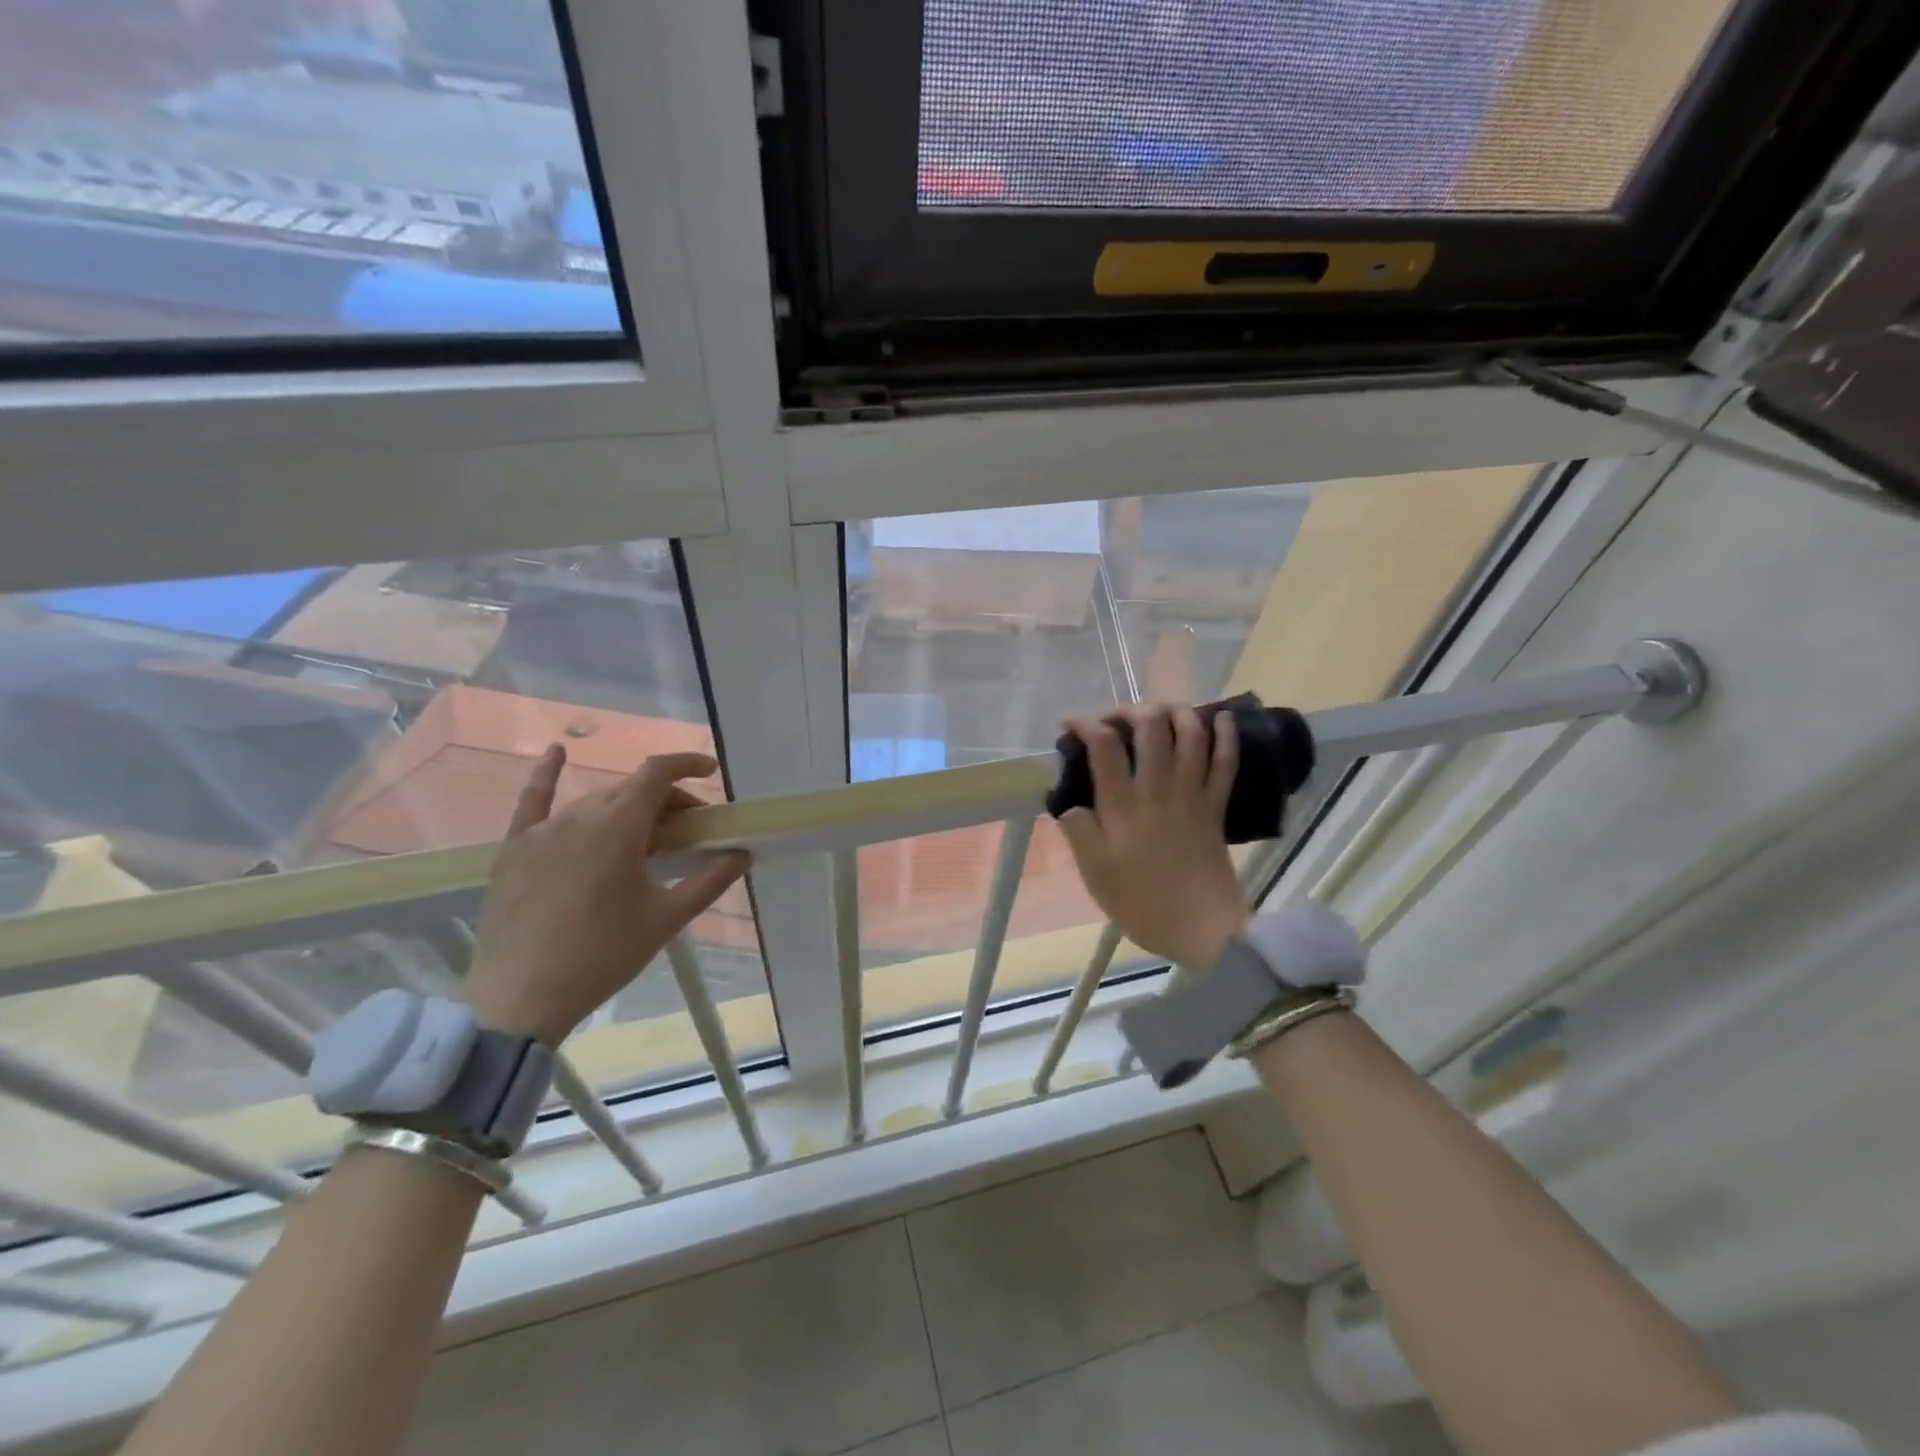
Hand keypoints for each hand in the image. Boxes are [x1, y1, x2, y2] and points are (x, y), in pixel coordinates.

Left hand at [464, 745, 749, 1045]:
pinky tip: (555, 752)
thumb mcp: (665, 919)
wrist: (519, 999)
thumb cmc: (602, 956)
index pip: (657, 774)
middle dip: (667, 800)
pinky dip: (548, 775)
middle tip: (689, 832)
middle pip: (632, 789)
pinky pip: (533, 802)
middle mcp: (579, 817)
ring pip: (596, 801)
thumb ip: (708, 880)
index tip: (712, 772)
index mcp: (618, 827)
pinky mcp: (514, 849)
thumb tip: (742, 853)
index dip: (687, 764)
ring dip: (629, 807)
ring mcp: (542, 831)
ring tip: (648, 837)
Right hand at [1057, 704, 1248, 971]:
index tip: (1069, 725)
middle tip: (1115, 720)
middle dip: (1130, 710)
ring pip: (1190, 734)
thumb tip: (1068, 800)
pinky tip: (1219, 717)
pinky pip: (1225, 761)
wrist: (1201, 928)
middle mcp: (1158, 789)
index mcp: (1123, 806)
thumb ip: (1078, 830)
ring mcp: (1192, 794)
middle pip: (1151, 726)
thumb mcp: (1094, 872)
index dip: (1085, 724)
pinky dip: (1225, 735)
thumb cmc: (1141, 903)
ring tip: (1158, 711)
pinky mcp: (1216, 805)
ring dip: (1174, 712)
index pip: (1104, 746)